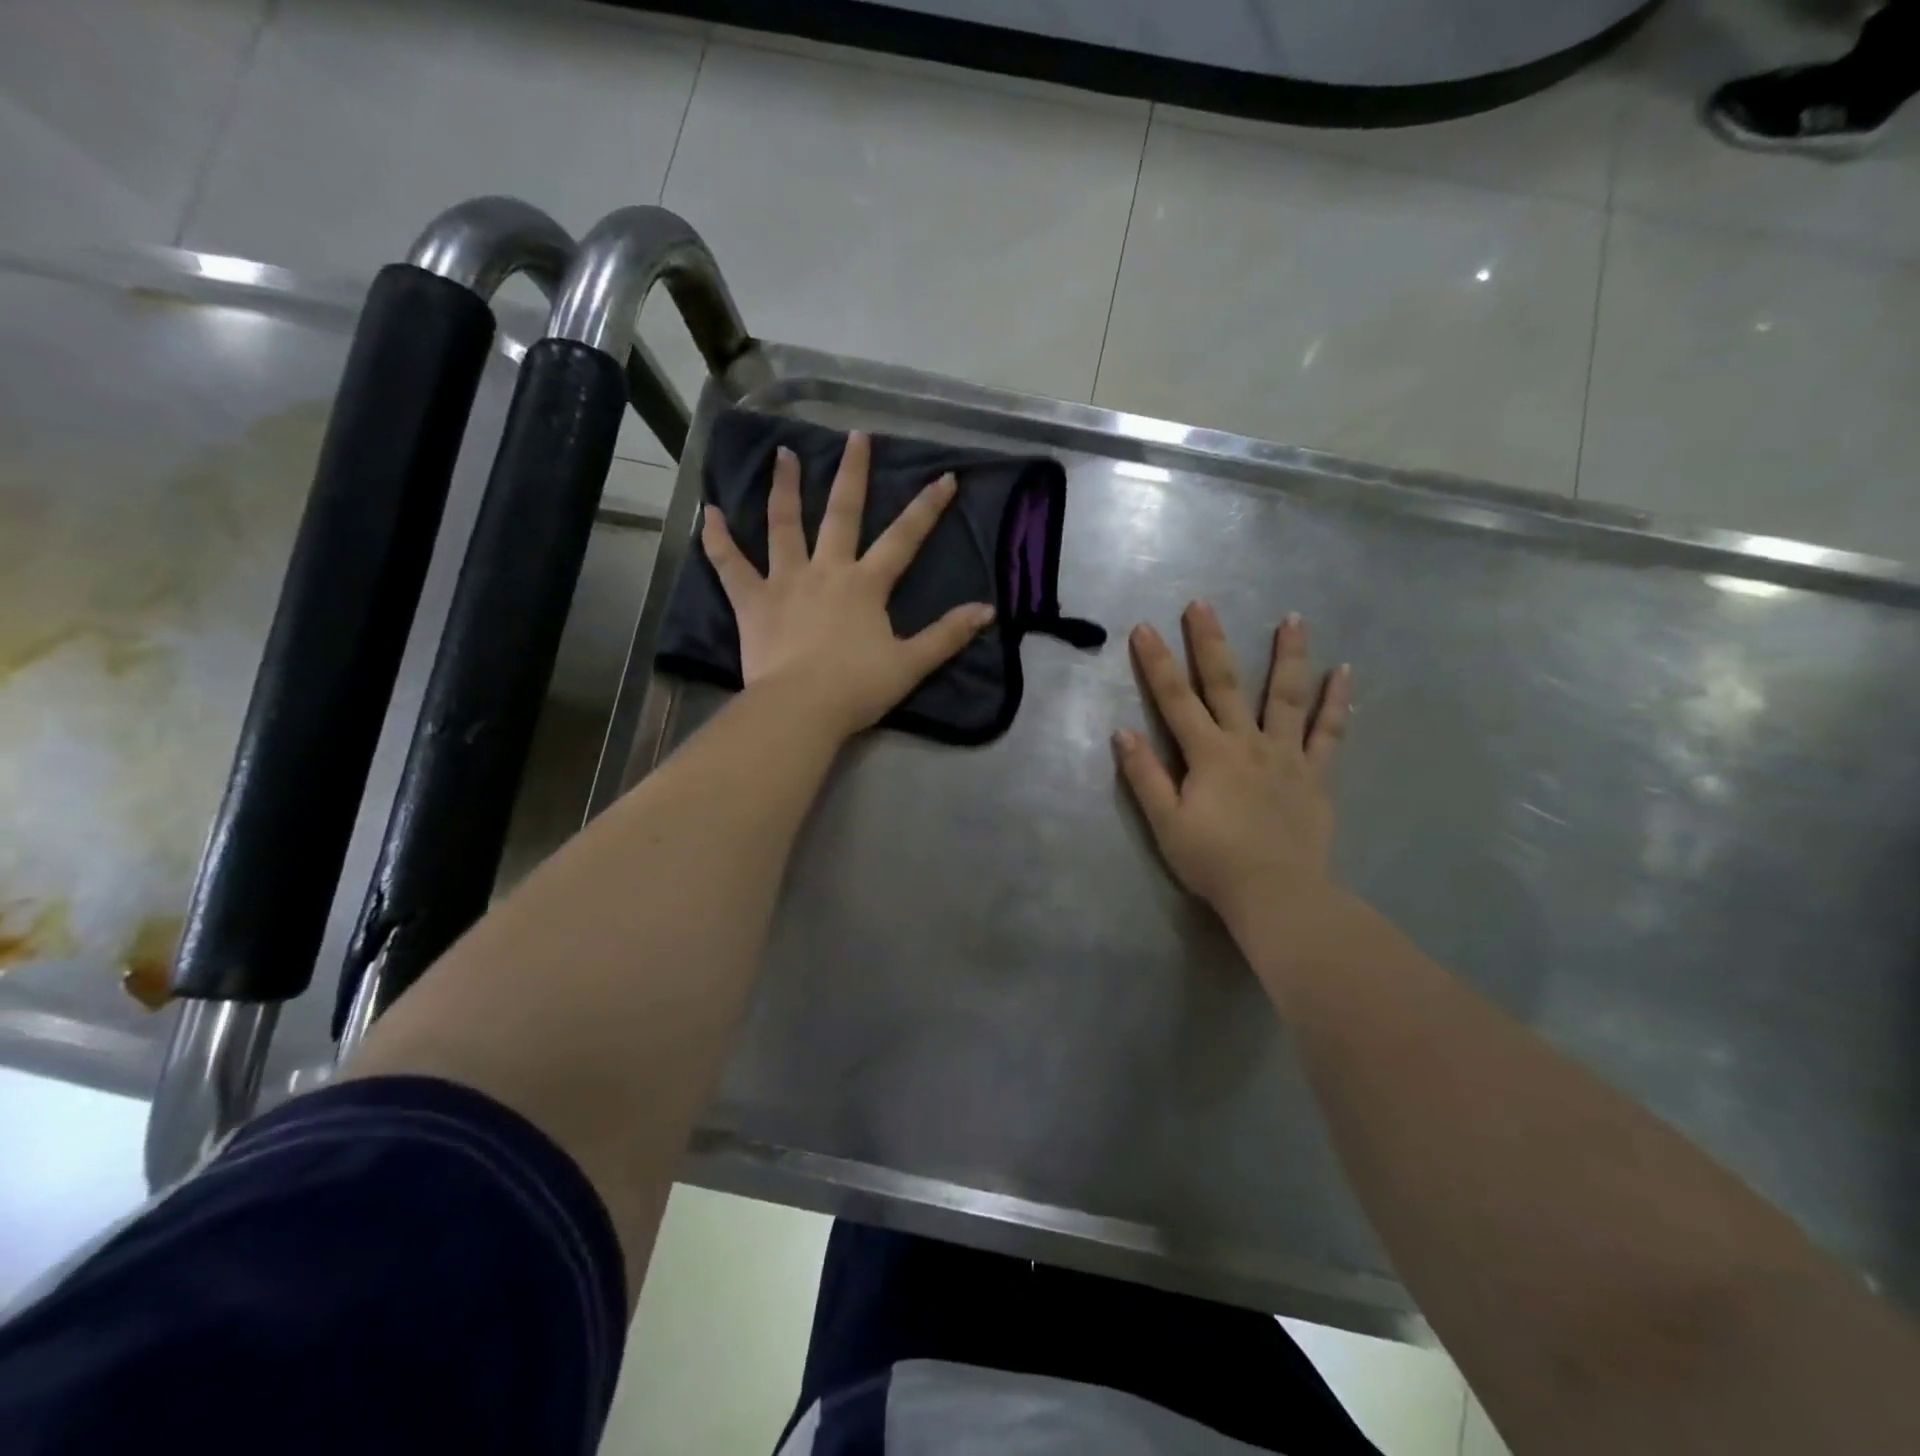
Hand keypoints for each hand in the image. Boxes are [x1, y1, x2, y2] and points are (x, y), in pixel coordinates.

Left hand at [702, 431, 995, 739]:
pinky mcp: (752, 601)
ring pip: (784, 525)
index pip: (903, 538)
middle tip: (856, 436)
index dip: (927, 507)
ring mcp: (785, 581)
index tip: (945, 476)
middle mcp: (826, 570)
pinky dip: (717, 538)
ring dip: (784, 487)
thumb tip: (987, 610)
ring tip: (783, 453)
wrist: (801, 708)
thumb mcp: (911, 664)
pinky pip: (730, 564)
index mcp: (865, 584)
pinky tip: (708, 511)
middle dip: (853, 473)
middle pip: (842, 513)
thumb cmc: (857, 687)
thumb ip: (947, 635)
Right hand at [1114, 602, 1350, 928]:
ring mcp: (1286, 755)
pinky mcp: (1315, 775)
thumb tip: (1122, 732)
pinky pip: (1329, 733)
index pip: (1175, 700)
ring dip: (1288, 655)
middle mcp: (1246, 743)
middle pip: (1226, 684)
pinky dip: (1337, 702)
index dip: (1157, 663)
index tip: (1144, 628)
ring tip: (1294, 618)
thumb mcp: (1166, 823)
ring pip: (1286, 696)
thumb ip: (1145, 776)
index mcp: (1207, 754)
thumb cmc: (1213, 862)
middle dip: (1210, 642)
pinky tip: (1345, 673)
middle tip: (1202, 604)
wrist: (1277, 894)